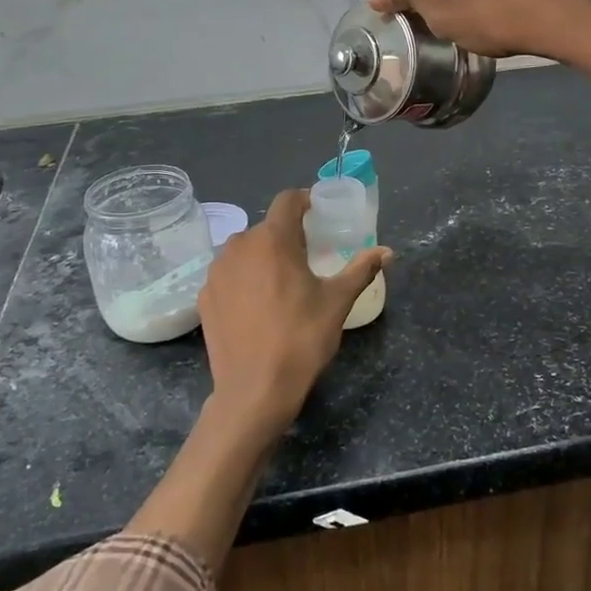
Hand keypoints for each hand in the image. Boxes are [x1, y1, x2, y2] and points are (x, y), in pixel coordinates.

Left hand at [198, 189, 389, 442]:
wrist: (254, 389)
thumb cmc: (301, 338)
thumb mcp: (338, 302)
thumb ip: (361, 269)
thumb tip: (387, 252)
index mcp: (272, 239)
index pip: (287, 200)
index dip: (304, 200)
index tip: (318, 213)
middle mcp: (238, 246)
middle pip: (266, 228)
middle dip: (287, 236)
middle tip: (308, 257)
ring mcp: (216, 272)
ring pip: (244, 251)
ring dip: (263, 257)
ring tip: (281, 283)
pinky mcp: (204, 297)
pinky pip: (228, 275)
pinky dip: (244, 280)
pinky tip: (257, 306)